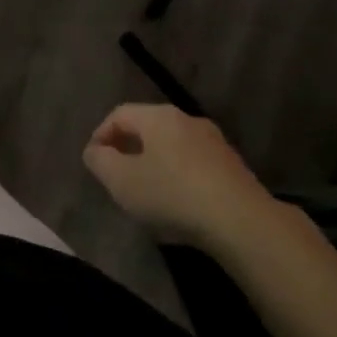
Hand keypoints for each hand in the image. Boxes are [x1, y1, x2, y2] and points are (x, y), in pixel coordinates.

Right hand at [83, 103, 272, 244]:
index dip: (101, 135)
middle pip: (147, 128)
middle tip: (117, 177)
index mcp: (158, 116)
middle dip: (128, 149)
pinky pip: (194, 164)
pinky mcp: (233, 167)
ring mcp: (214, 142)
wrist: (242, 222)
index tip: (94, 162)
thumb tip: (95, 151)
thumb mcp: (122, 181)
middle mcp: (187, 119)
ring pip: (173, 147)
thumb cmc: (172, 194)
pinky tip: (178, 204)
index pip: (119, 114)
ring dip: (155, 164)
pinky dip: (179, 177)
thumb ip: (100, 161)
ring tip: (147, 193)